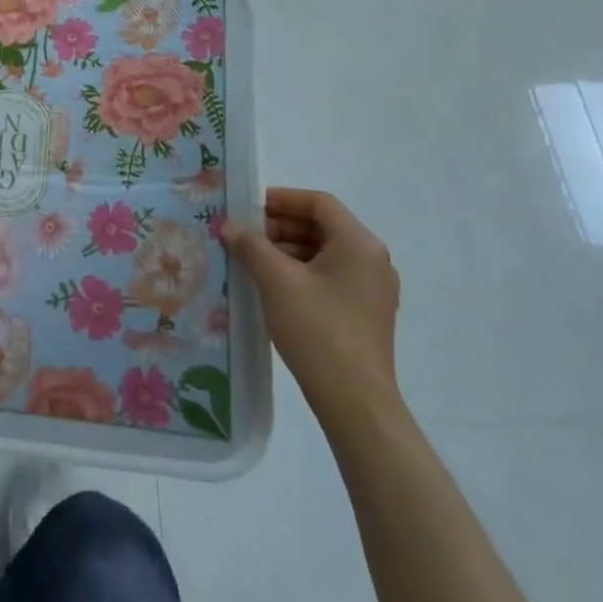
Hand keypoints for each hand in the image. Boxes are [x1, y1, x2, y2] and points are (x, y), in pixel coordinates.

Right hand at [220, 189, 401, 435]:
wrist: (355, 402)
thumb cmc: (318, 330)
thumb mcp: (276, 281)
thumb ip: (251, 245)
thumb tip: (230, 226)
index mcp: (359, 244)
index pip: (319, 203)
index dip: (281, 199)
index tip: (248, 208)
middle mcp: (372, 260)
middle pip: (322, 226)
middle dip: (280, 227)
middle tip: (243, 236)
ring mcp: (372, 289)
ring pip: (324, 253)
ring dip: (286, 251)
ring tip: (251, 262)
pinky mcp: (365, 314)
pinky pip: (329, 278)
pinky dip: (300, 273)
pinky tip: (271, 287)